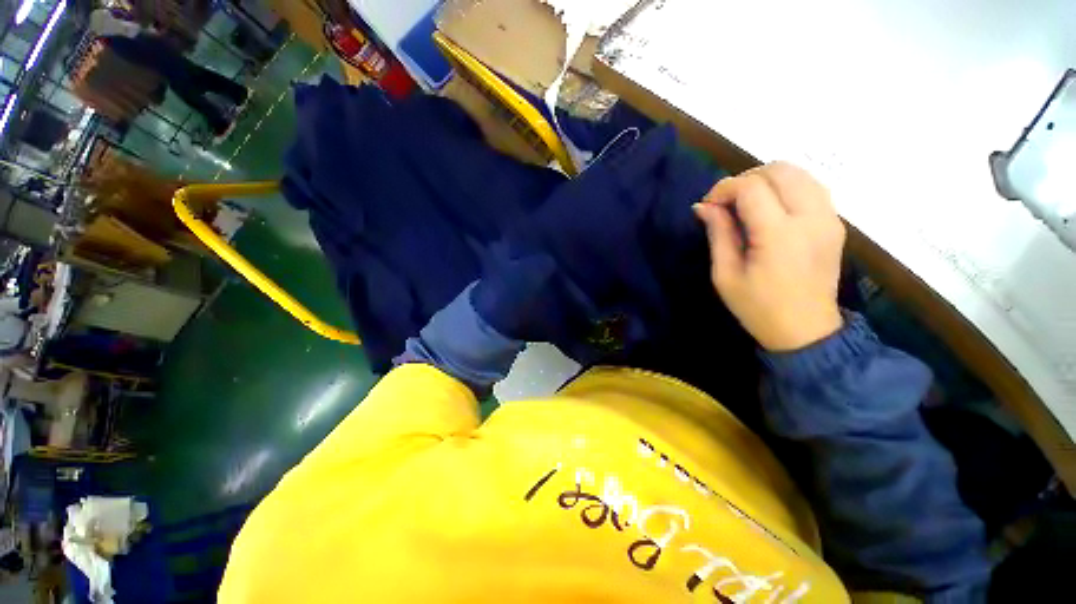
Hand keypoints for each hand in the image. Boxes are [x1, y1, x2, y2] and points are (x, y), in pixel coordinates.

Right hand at [694, 162, 845, 350]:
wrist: (806, 330)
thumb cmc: (758, 307)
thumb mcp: (725, 275)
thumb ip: (717, 234)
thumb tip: (703, 206)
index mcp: (779, 234)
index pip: (751, 187)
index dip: (724, 189)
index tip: (708, 205)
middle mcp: (810, 217)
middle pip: (780, 170)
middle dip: (745, 179)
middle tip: (726, 203)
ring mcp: (829, 217)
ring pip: (799, 173)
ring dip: (767, 180)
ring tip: (747, 203)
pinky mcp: (835, 222)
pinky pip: (811, 186)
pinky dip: (786, 187)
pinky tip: (771, 208)